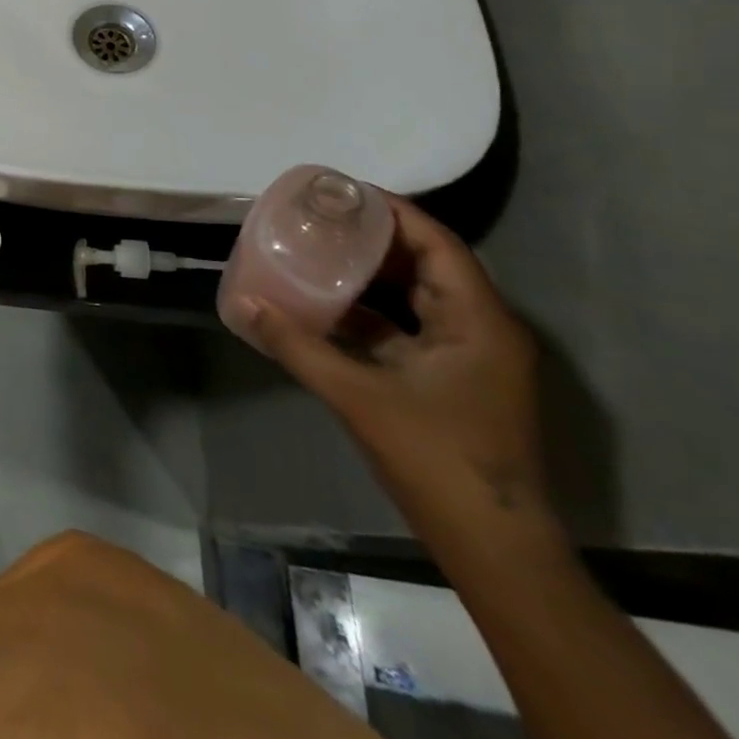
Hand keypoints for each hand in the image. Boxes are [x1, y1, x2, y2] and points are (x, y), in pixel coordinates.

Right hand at [236, 196, 549, 529]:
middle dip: (374, 237)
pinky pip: (408, 327)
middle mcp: (480, 329)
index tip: (340, 191)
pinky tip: (326, 306)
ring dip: (370, 274)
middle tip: (319, 216)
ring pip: (417, 296)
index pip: (437, 243)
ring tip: (316, 250)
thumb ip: (298, 345)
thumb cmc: (437, 458)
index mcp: (477, 321)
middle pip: (427, 264)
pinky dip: (370, 312)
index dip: (392, 211)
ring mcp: (468, 358)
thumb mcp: (358, 395)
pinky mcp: (452, 380)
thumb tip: (245, 304)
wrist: (493, 547)